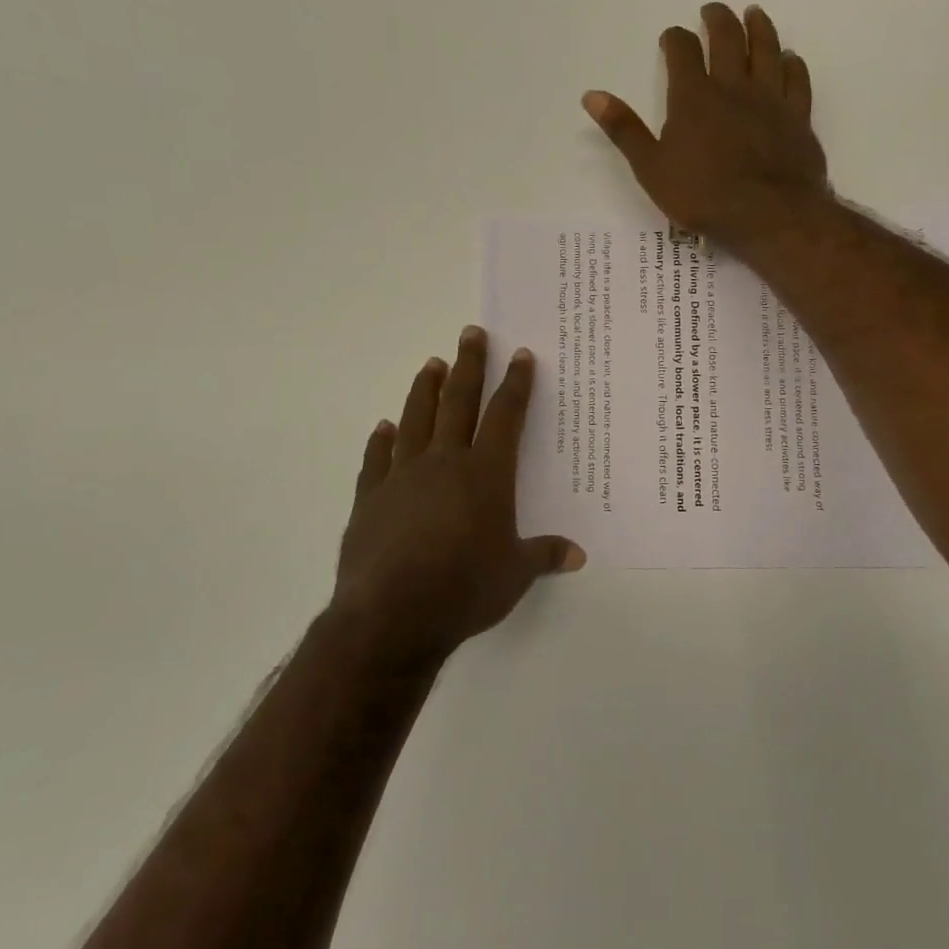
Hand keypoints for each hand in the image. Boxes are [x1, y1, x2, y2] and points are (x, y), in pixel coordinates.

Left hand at [332, 327, 583, 663]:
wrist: (392, 615)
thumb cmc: (465, 588)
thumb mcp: (515, 574)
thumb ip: (544, 555)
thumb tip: (578, 555)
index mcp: (486, 473)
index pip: (505, 416)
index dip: (515, 384)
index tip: (520, 355)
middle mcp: (444, 463)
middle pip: (458, 402)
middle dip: (468, 365)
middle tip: (471, 333)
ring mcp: (402, 476)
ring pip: (416, 419)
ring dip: (425, 390)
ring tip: (431, 364)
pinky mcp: (370, 498)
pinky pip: (377, 459)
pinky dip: (381, 440)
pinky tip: (384, 427)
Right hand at [582, 3, 828, 250]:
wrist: (770, 215)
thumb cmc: (704, 196)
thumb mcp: (652, 169)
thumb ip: (624, 130)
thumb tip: (592, 95)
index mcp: (694, 97)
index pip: (682, 52)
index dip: (675, 39)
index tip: (671, 37)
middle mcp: (733, 87)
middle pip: (727, 39)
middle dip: (718, 20)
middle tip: (713, 10)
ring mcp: (770, 100)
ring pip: (767, 50)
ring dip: (759, 28)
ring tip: (754, 14)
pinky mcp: (798, 118)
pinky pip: (798, 81)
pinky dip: (793, 65)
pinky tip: (791, 58)